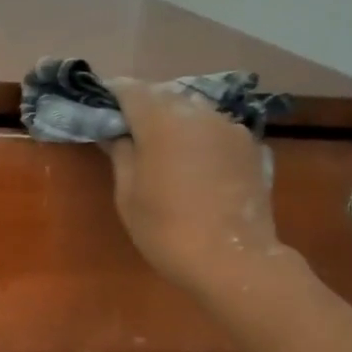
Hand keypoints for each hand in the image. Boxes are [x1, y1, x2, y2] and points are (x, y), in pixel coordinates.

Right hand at [102, 78, 287, 299]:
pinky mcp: (251, 147)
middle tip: (128, 129)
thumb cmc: (167, 230)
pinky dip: (201, 137)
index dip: (112, 94)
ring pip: (194, 110)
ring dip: (175, 120)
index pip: (130, 89)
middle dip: (144, 107)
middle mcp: (198, 112)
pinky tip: (195, 162)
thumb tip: (115, 133)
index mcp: (161, 120)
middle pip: (164, 95)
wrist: (234, 262)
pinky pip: (216, 130)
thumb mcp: (128, 195)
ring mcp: (230, 127)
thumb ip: (120, 154)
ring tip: (163, 146)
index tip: (101, 107)